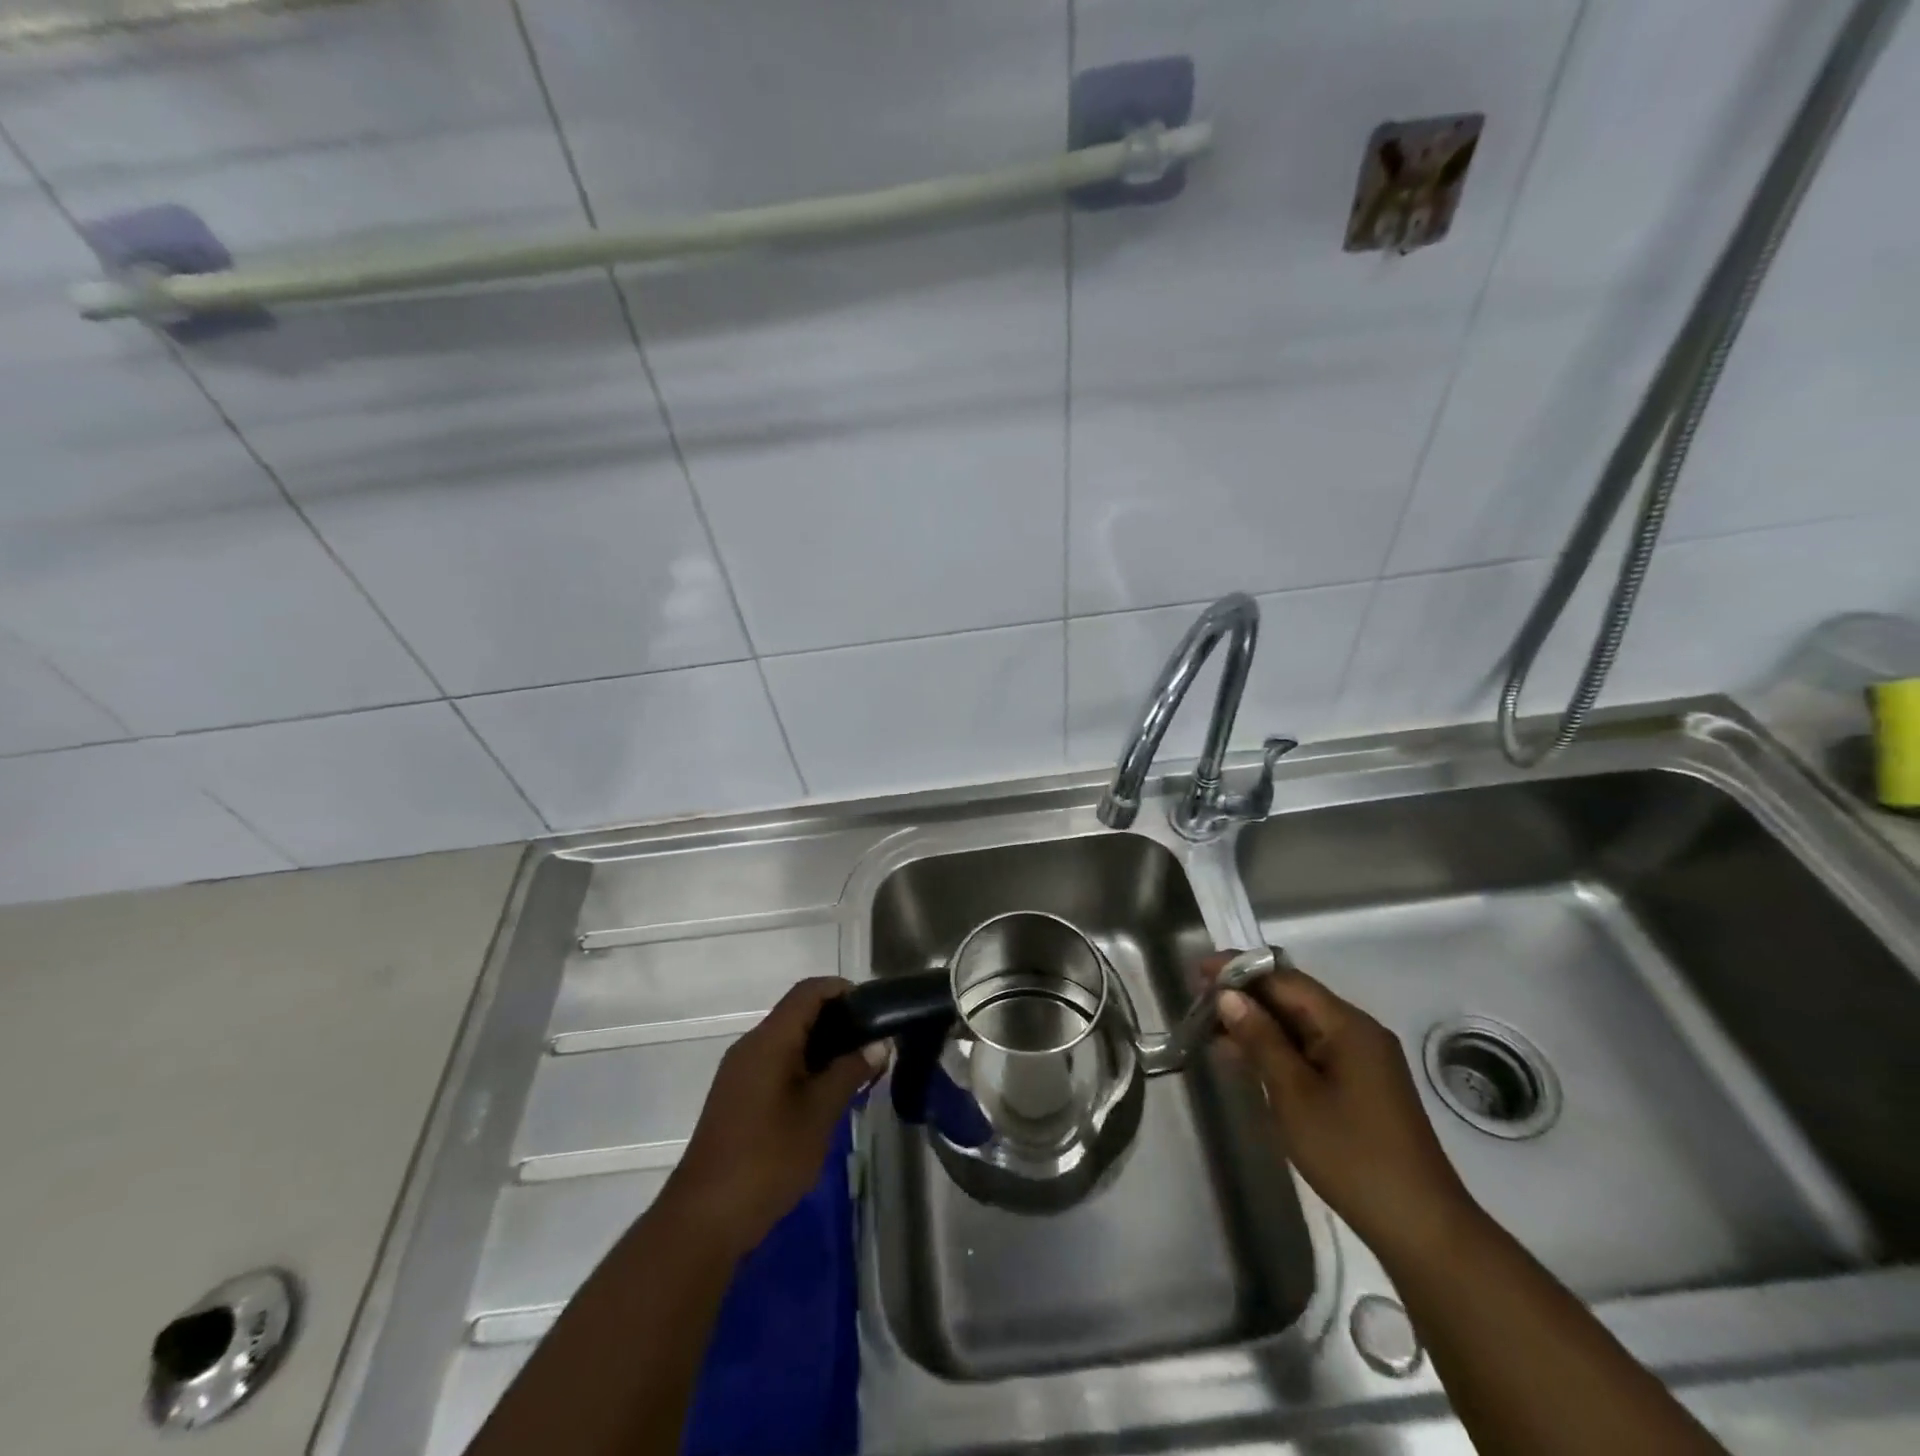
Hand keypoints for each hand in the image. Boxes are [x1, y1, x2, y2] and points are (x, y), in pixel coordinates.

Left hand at [661, 977, 883, 1258]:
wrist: (704, 1218)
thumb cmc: (767, 1158)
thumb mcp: (819, 1114)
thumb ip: (850, 1072)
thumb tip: (879, 1044)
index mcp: (769, 1040)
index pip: (808, 991)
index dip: (842, 990)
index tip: (874, 1010)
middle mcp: (751, 1046)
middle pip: (798, 1013)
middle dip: (838, 1021)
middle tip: (873, 1043)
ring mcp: (740, 1072)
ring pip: (787, 1040)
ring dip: (823, 1046)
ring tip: (858, 1069)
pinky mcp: (737, 1096)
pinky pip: (776, 1063)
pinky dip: (805, 1066)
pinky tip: (827, 1094)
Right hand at [1210, 956, 1480, 1268]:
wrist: (1421, 1227)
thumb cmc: (1351, 1154)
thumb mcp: (1294, 1094)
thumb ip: (1260, 1039)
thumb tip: (1228, 996)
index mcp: (1347, 1025)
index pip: (1285, 980)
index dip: (1240, 971)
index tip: (1198, 971)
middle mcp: (1358, 1032)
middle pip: (1294, 998)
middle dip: (1246, 996)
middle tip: (1198, 1001)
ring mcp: (1363, 1059)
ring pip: (1301, 1025)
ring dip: (1259, 1024)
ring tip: (1212, 1029)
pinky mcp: (1361, 1085)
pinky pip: (1312, 1050)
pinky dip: (1278, 1048)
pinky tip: (1247, 1059)